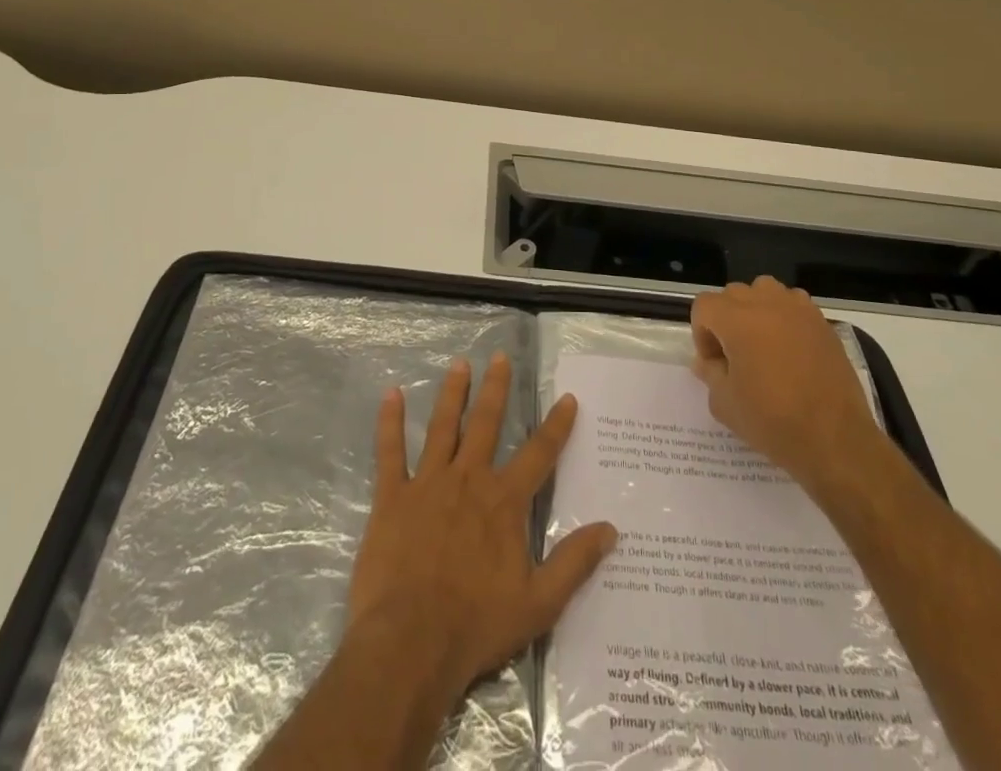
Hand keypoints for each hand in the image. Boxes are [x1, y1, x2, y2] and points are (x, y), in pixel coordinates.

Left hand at [345, 352, 617, 700]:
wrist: (410, 644)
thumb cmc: (476, 625)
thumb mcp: (539, 603)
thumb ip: (574, 562)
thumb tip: (611, 529)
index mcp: (504, 501)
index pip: (539, 454)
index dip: (556, 425)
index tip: (567, 397)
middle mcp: (469, 479)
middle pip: (486, 423)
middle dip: (496, 388)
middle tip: (499, 356)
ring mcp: (428, 484)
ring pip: (442, 427)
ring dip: (452, 393)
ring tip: (459, 364)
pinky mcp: (392, 497)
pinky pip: (390, 452)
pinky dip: (389, 423)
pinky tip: (390, 395)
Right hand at [691, 276, 876, 488]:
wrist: (835, 440)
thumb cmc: (773, 422)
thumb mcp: (725, 404)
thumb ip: (710, 373)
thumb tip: (709, 361)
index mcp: (737, 320)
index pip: (705, 306)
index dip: (702, 333)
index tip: (714, 363)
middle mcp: (766, 303)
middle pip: (733, 295)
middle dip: (726, 320)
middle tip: (735, 356)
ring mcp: (798, 309)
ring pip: (764, 291)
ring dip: (755, 310)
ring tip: (762, 345)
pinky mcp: (822, 322)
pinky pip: (793, 304)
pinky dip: (784, 317)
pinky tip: (791, 349)